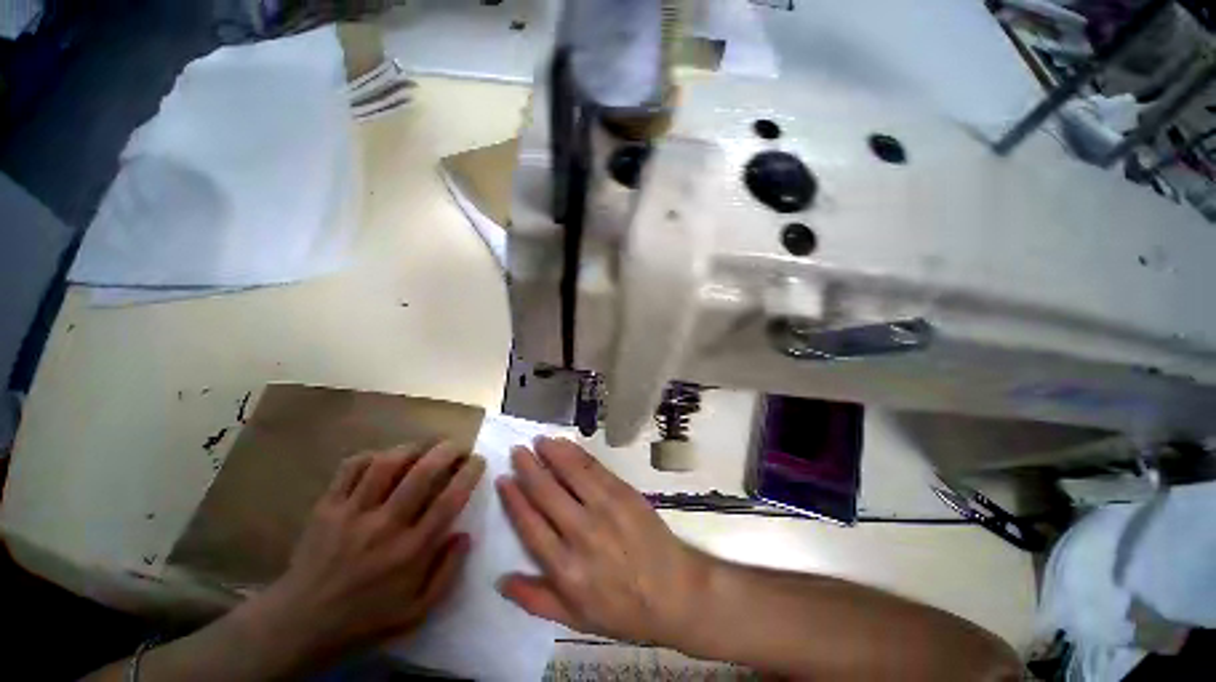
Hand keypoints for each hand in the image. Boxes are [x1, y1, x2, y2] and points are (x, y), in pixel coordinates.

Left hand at [252, 443, 484, 662]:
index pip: (448, 501)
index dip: (468, 474)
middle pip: (422, 473)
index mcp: (409, 552)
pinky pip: (351, 467)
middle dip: (447, 450)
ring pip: (387, 463)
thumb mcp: (416, 611)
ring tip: (424, 449)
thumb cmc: (364, 619)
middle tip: (457, 446)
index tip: (478, 461)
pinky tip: (383, 460)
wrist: (299, 623)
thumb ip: (447, 573)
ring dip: (412, 448)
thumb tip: (465, 534)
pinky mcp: (326, 506)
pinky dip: (372, 456)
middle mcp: (384, 526)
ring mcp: (351, 513)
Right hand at [496, 437, 708, 644]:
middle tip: (517, 451)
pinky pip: (595, 468)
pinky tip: (566, 445)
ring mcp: (605, 508)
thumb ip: (536, 600)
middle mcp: (581, 533)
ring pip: (571, 473)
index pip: (530, 524)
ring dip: (552, 453)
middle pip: (547, 493)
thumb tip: (500, 580)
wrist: (674, 591)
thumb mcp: (575, 619)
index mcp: (565, 568)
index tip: (503, 479)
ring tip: (539, 440)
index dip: (514, 499)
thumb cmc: (623, 609)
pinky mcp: (624, 493)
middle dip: (528, 468)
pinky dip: (577, 454)